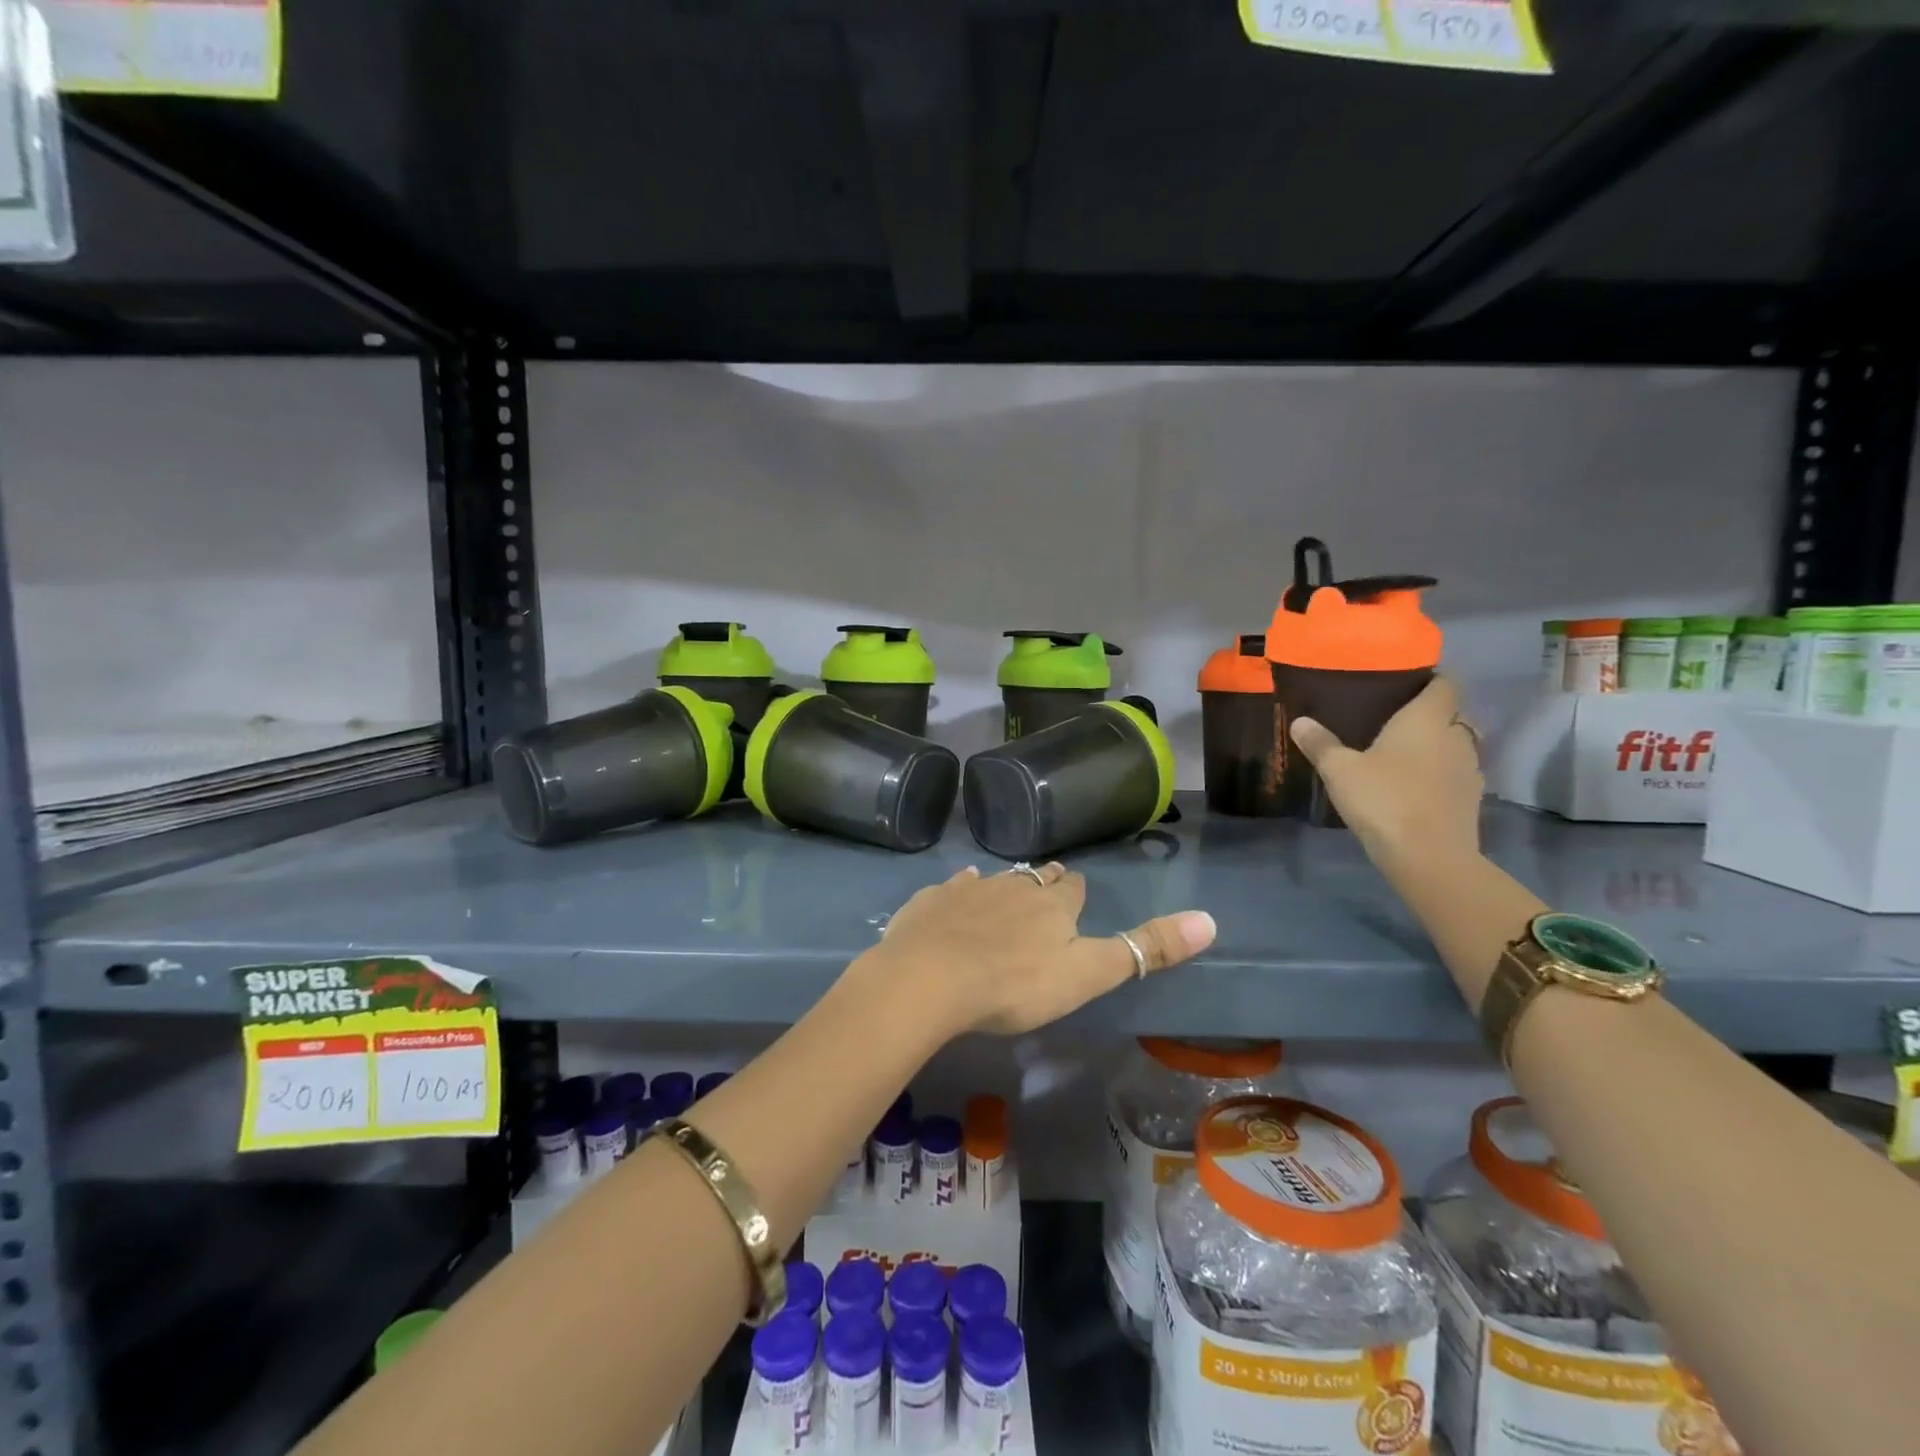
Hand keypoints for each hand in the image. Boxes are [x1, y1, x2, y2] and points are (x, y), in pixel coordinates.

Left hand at [862, 863, 1215, 1037]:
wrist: (930, 978)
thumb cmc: (1015, 985)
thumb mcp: (1088, 974)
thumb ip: (1144, 949)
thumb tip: (1210, 920)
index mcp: (1052, 905)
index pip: (1071, 888)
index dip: (1074, 892)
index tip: (1074, 895)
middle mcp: (1013, 887)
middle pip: (1034, 879)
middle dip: (1042, 884)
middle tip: (1044, 893)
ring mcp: (969, 890)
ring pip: (994, 880)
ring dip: (1003, 887)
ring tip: (1004, 896)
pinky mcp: (931, 900)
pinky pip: (952, 887)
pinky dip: (960, 890)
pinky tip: (957, 892)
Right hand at [1289, 675, 1483, 868]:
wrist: (1428, 856)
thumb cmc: (1384, 799)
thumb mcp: (1340, 770)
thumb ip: (1321, 744)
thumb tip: (1300, 721)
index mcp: (1427, 719)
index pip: (1446, 683)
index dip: (1432, 678)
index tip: (1408, 682)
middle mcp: (1455, 737)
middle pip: (1454, 714)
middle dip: (1432, 714)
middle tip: (1397, 720)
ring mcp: (1469, 770)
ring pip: (1457, 746)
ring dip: (1438, 746)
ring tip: (1405, 754)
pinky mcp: (1471, 800)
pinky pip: (1456, 775)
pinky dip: (1441, 774)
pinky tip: (1416, 786)